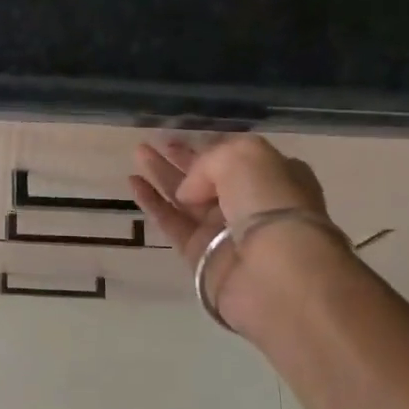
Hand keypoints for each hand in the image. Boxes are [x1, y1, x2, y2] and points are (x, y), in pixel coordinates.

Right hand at [130, 135, 346, 340]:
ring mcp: (224, 231)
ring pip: (186, 198)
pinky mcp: (200, 255)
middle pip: (208, 177)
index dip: (209, 146)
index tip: (183, 136)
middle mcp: (250, 203)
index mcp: (274, 176)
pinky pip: (171, 223)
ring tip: (137, 153)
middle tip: (154, 142)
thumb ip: (208, 162)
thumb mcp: (244, 157)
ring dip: (161, 175)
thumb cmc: (270, 204)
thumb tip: (188, 191)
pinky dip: (152, 203)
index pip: (236, 158)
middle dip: (181, 158)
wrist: (275, 273)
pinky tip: (133, 183)